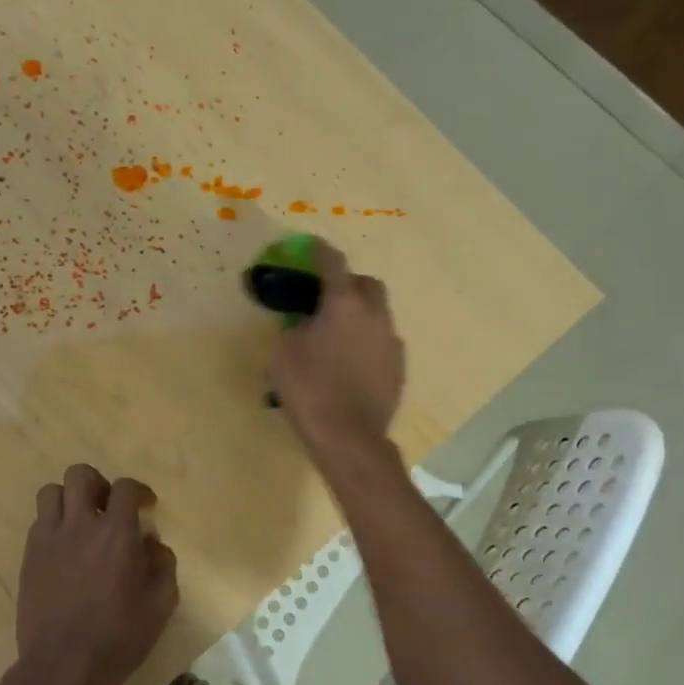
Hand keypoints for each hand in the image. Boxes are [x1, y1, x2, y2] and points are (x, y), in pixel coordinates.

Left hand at [15, 464, 179, 684]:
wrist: (65, 667)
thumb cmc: (121, 635)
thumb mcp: (162, 602)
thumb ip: (163, 564)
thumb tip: (151, 544)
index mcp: (116, 532)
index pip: (125, 487)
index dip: (138, 490)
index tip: (145, 506)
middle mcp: (79, 525)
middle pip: (80, 475)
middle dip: (97, 484)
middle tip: (107, 508)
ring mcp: (48, 540)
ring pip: (50, 493)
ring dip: (69, 500)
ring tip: (81, 524)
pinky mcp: (28, 559)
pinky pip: (38, 524)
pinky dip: (53, 526)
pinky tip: (65, 551)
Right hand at [268, 240, 404, 464]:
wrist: (349, 437)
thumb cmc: (310, 390)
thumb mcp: (284, 354)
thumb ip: (295, 328)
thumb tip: (306, 324)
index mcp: (344, 304)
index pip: (333, 263)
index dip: (321, 251)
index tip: (312, 247)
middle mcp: (375, 315)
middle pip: (367, 284)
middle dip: (349, 283)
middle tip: (328, 298)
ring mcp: (392, 342)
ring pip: (379, 314)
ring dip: (361, 315)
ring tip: (340, 334)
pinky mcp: (399, 368)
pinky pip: (383, 342)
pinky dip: (369, 342)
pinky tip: (354, 362)